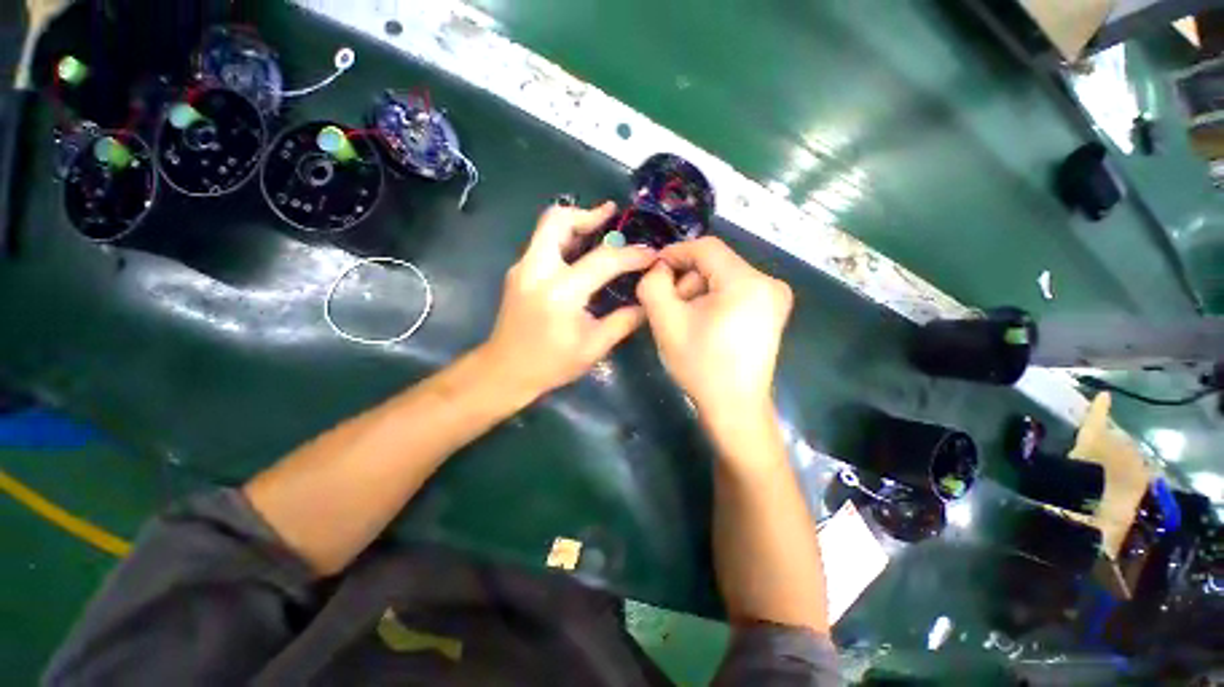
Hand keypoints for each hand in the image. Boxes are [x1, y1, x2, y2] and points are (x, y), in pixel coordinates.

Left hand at [482, 201, 656, 399]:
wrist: (505, 371)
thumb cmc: (551, 364)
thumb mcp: (594, 347)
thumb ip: (623, 321)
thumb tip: (646, 303)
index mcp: (561, 292)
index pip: (603, 260)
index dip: (632, 255)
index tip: (651, 254)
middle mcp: (537, 270)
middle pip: (558, 220)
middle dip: (588, 214)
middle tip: (612, 217)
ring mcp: (522, 268)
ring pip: (547, 227)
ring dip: (575, 223)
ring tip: (600, 227)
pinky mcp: (518, 273)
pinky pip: (543, 244)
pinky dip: (564, 240)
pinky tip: (580, 254)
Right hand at [637, 237, 792, 423]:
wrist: (734, 407)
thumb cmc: (700, 365)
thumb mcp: (666, 322)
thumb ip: (653, 285)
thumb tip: (659, 268)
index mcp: (747, 282)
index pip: (706, 247)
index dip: (676, 253)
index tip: (653, 268)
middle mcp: (769, 282)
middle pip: (716, 264)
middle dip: (687, 280)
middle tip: (670, 306)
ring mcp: (775, 298)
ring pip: (724, 277)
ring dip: (699, 291)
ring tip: (686, 319)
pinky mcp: (772, 311)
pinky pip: (735, 291)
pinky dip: (714, 300)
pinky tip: (704, 323)